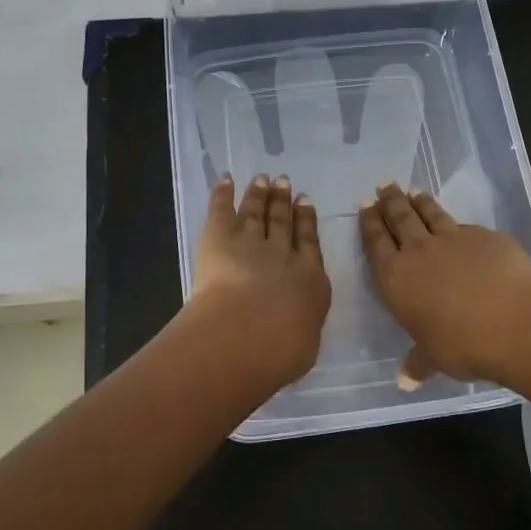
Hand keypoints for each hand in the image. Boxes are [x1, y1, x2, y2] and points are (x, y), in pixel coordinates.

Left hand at [188, 172, 331, 388]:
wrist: (250, 332)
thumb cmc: (282, 350)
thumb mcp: (303, 345)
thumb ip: (300, 328)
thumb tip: (296, 327)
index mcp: (309, 279)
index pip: (309, 243)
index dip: (307, 220)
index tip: (305, 201)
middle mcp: (283, 254)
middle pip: (283, 222)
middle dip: (284, 202)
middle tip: (284, 182)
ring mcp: (251, 242)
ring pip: (257, 212)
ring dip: (260, 194)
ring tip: (263, 179)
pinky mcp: (220, 237)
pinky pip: (223, 209)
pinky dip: (223, 193)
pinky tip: (226, 179)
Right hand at [358, 180, 530, 384]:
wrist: (515, 319)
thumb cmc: (462, 343)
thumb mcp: (434, 358)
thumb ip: (418, 363)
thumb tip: (405, 382)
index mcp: (396, 278)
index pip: (377, 243)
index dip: (369, 223)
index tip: (365, 205)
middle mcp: (420, 252)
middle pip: (400, 219)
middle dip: (390, 202)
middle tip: (383, 185)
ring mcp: (454, 240)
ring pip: (431, 215)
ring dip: (420, 202)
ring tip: (413, 190)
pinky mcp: (486, 237)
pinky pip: (464, 227)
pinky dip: (456, 223)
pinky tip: (458, 224)